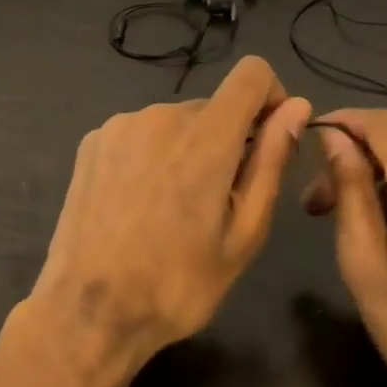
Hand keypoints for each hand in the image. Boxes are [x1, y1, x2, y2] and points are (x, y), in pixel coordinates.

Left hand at [29, 56, 311, 375]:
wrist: (89, 312)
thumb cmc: (178, 284)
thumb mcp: (243, 233)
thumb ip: (272, 161)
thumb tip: (297, 107)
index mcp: (206, 136)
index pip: (251, 73)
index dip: (271, 96)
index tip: (268, 139)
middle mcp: (161, 115)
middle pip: (214, 107)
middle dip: (227, 141)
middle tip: (216, 204)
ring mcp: (121, 125)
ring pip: (176, 122)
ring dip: (187, 150)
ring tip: (171, 210)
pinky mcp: (93, 140)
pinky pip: (141, 133)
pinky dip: (152, 155)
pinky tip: (138, 203)